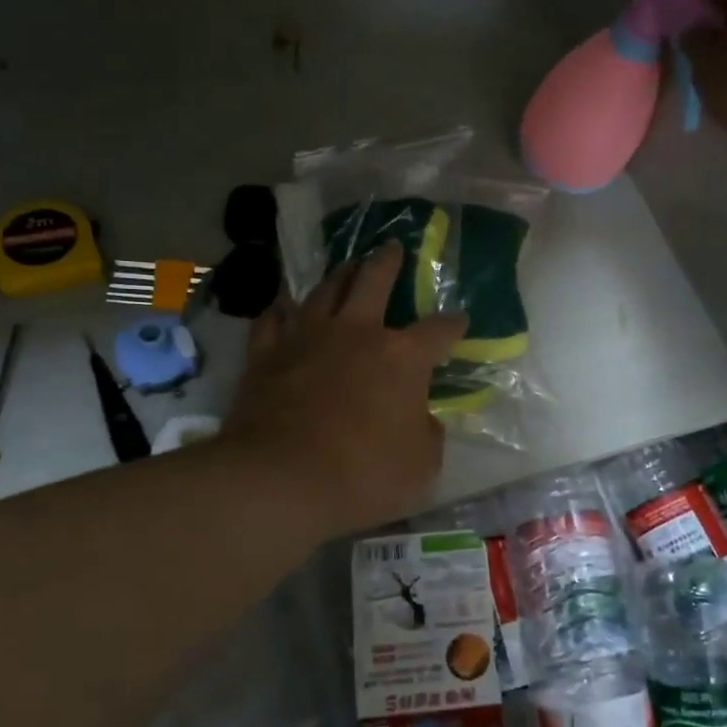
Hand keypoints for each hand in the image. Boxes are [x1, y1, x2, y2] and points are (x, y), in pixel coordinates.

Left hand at [220, 241, 467, 535]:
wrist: (280, 480)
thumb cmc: (362, 476)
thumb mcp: (420, 468)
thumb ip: (428, 436)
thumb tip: (424, 420)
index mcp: (401, 358)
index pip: (437, 330)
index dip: (453, 324)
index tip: (460, 321)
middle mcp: (356, 333)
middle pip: (374, 281)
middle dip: (387, 262)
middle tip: (392, 247)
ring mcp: (307, 337)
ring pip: (324, 290)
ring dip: (339, 274)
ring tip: (346, 266)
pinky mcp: (266, 353)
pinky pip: (272, 319)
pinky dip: (281, 309)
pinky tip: (283, 305)